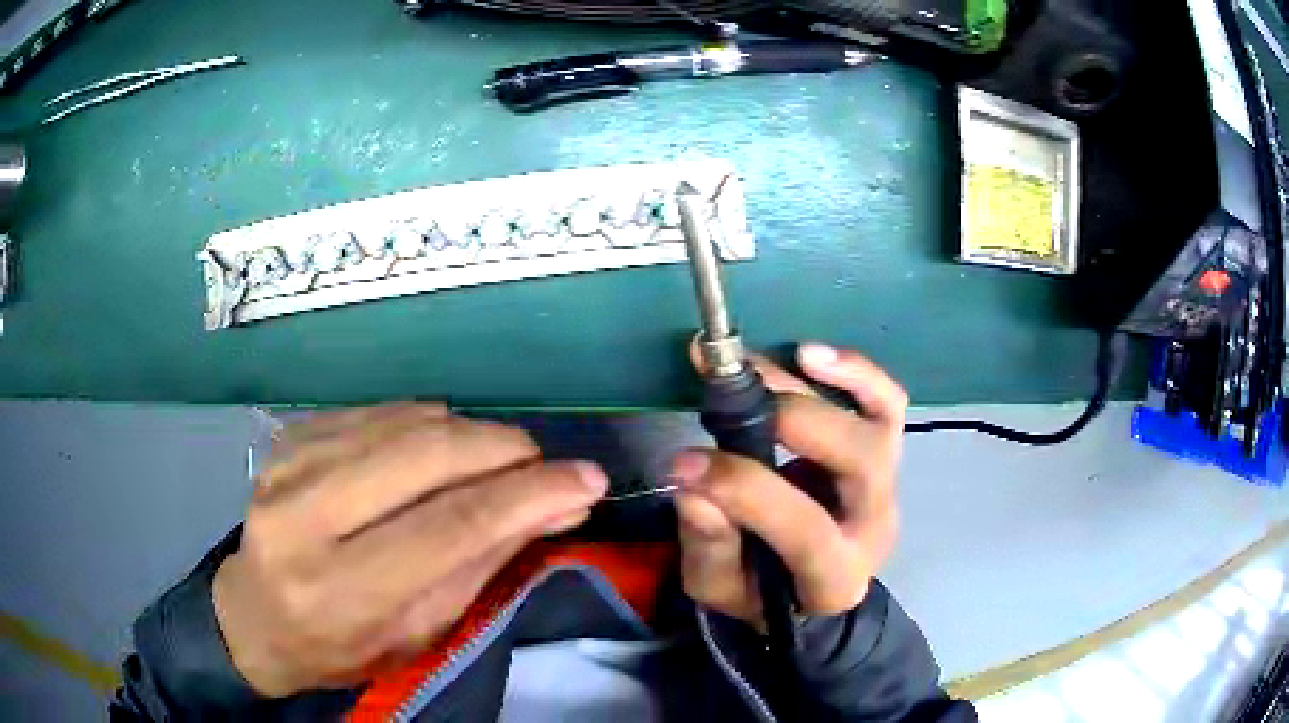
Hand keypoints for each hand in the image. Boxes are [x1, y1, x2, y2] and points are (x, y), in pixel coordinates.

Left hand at [212, 404, 606, 696]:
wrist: (254, 614)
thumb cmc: (341, 645)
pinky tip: (439, 449)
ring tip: (499, 461)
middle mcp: (304, 516)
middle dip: (503, 449)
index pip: (449, 527)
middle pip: (426, 455)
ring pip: (405, 422)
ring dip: (471, 434)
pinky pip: (378, 412)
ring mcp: (289, 464)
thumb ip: (482, 563)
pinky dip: (426, 424)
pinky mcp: (289, 436)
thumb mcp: (418, 632)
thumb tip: (556, 506)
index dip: (527, 496)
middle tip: (545, 463)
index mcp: (339, 589)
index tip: (587, 480)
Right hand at [672, 342, 905, 625]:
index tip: (683, 461)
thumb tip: (691, 485)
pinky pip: (886, 402)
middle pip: (859, 461)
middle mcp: (874, 523)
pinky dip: (854, 372)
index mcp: (835, 576)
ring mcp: (887, 482)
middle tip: (731, 399)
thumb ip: (709, 544)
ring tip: (763, 363)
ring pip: (877, 421)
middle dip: (793, 421)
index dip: (744, 488)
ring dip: (825, 384)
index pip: (806, 528)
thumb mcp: (719, 586)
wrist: (808, 585)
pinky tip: (809, 354)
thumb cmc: (760, 591)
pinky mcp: (885, 449)